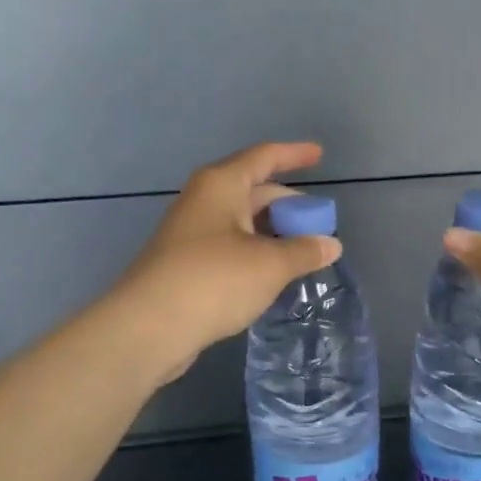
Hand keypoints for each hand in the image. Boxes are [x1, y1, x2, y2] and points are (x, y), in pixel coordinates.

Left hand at [115, 142, 342, 383]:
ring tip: (303, 251)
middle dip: (287, 204)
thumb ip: (304, 251)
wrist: (149, 326)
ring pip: (241, 222)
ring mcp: (191, 233)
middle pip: (253, 191)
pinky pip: (229, 247)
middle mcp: (203, 200)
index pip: (264, 157)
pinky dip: (255, 253)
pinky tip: (272, 274)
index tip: (320, 154)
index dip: (294, 154)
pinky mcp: (185, 264)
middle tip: (318, 223)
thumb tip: (330, 244)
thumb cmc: (214, 280)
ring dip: (272, 232)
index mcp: (221, 185)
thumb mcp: (270, 264)